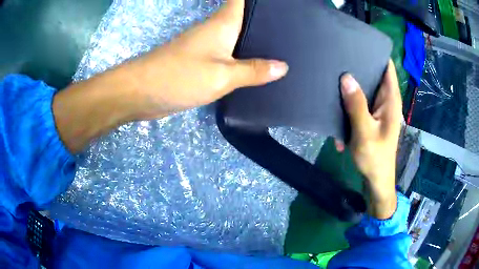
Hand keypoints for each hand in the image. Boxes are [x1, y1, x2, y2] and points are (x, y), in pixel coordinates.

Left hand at [54, 0, 287, 152]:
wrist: (143, 92)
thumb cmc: (180, 76)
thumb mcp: (222, 75)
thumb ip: (253, 70)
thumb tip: (283, 66)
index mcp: (223, 23)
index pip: (241, 0)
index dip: (259, 1)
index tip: (281, 4)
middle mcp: (216, 30)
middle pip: (245, 18)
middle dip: (266, 21)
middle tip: (292, 29)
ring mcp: (207, 46)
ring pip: (238, 37)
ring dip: (257, 40)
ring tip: (284, 47)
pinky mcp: (201, 62)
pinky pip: (229, 56)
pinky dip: (244, 58)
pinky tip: (258, 67)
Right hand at [339, 60, 401, 218]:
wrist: (376, 180)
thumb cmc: (374, 158)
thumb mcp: (364, 132)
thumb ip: (357, 105)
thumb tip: (346, 77)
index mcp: (390, 100)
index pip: (387, 68)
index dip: (376, 53)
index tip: (357, 43)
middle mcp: (385, 101)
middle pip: (374, 75)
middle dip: (359, 67)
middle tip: (338, 58)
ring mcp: (378, 109)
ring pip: (365, 88)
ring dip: (352, 85)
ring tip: (332, 76)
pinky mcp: (370, 118)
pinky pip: (360, 103)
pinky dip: (350, 103)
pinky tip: (337, 107)